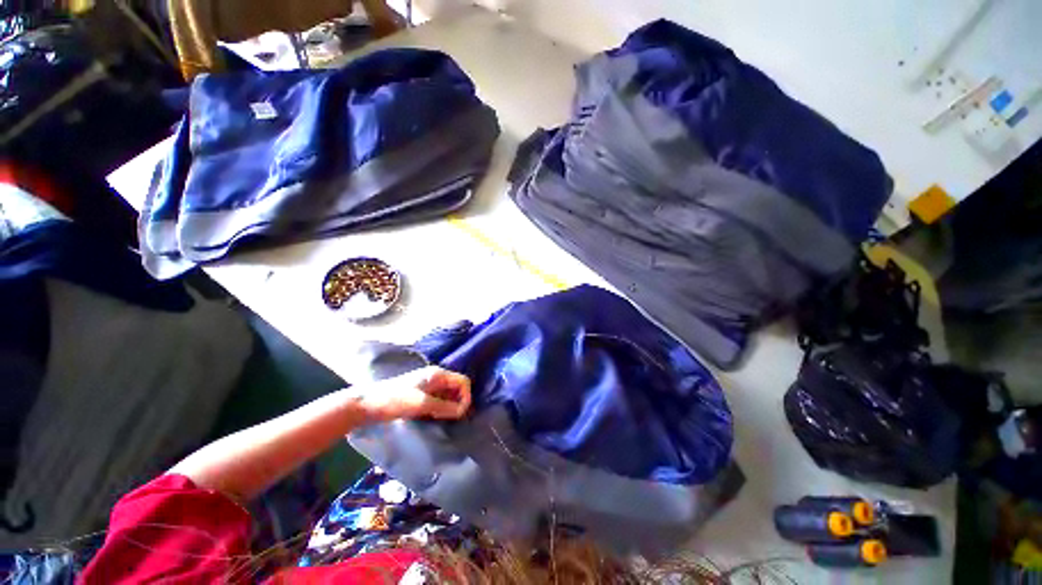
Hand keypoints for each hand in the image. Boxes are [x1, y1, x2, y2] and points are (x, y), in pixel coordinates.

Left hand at [354, 366, 471, 423]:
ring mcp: (428, 386)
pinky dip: (440, 408)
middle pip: (457, 388)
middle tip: (449, 418)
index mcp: (438, 374)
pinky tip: (432, 417)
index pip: (463, 382)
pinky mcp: (420, 394)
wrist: (366, 404)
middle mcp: (435, 377)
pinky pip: (438, 400)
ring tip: (439, 418)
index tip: (459, 414)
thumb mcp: (422, 404)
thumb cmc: (395, 400)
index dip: (466, 397)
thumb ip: (444, 407)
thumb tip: (462, 411)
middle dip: (457, 402)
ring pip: (448, 395)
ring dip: (448, 407)